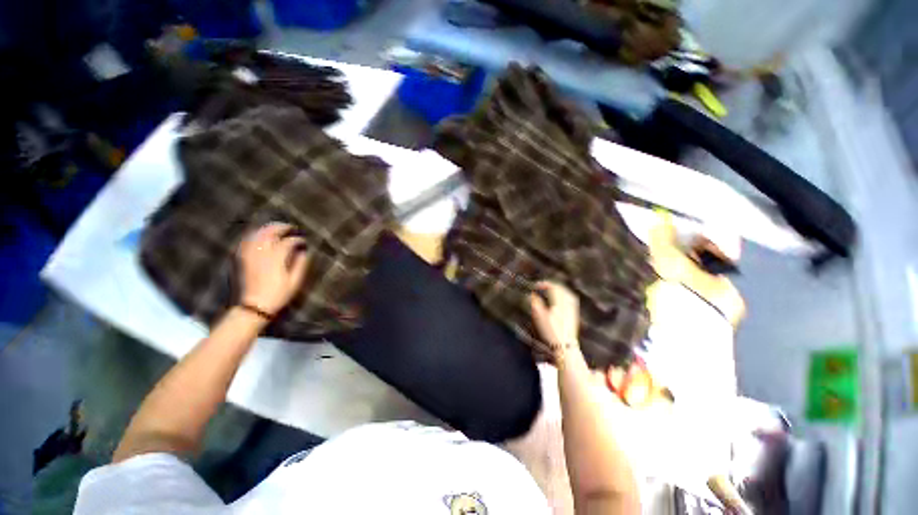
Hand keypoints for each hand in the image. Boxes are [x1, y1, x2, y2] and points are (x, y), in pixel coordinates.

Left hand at [237, 223, 309, 315]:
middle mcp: (263, 255)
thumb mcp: (295, 282)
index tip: (303, 241)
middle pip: (270, 234)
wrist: (255, 306)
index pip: (288, 243)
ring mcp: (251, 257)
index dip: (297, 240)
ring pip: (257, 236)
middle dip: (281, 228)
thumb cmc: (278, 295)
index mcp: (277, 260)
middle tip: (290, 227)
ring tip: (276, 227)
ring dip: (267, 229)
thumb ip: (300, 265)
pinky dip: (253, 236)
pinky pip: (246, 243)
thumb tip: (303, 252)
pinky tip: (258, 235)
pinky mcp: (244, 260)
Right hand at [530, 281, 580, 361]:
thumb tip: (532, 295)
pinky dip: (564, 296)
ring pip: (567, 294)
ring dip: (558, 290)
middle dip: (551, 285)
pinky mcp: (574, 315)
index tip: (535, 286)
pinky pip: (570, 300)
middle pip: (561, 289)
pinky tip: (560, 300)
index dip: (544, 284)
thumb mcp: (539, 317)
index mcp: (559, 302)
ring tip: (551, 291)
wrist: (564, 346)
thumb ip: (535, 303)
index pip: (553, 287)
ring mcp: (572, 309)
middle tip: (542, 286)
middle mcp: (567, 303)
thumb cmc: (550, 331)